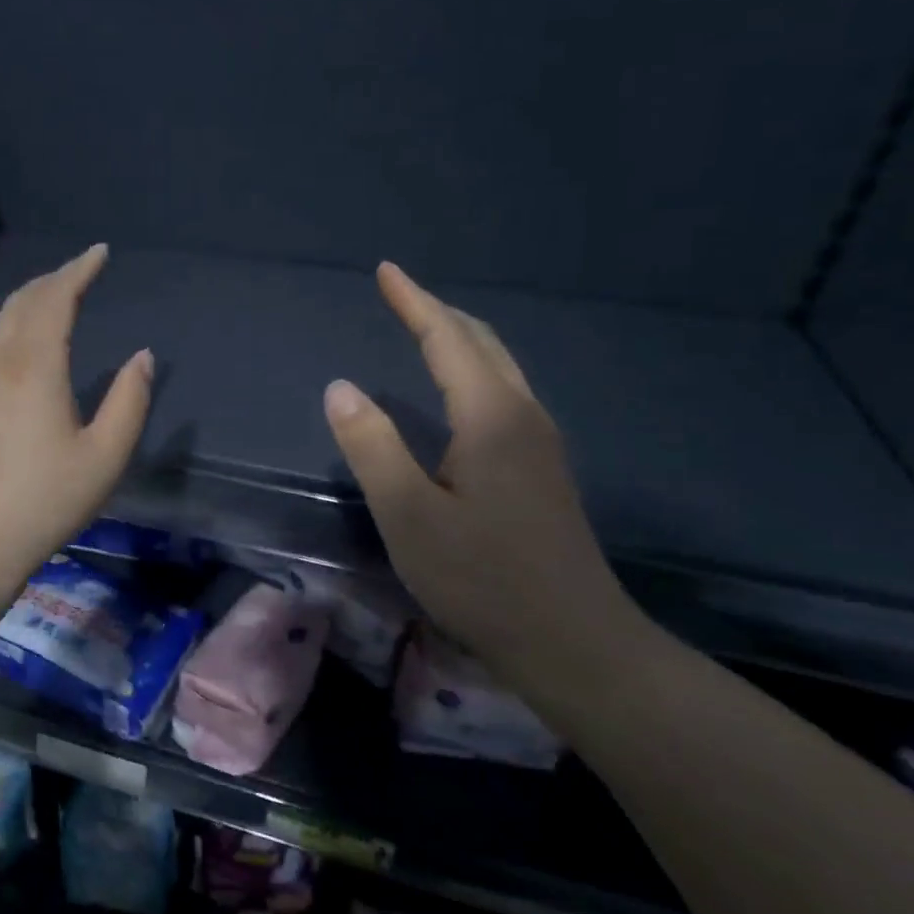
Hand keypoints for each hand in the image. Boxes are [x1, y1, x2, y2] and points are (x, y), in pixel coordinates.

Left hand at [0, 244, 152, 585]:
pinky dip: (15, 322)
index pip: (55, 300)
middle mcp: (0, 362)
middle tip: (82, 270)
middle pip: (24, 301)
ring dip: (32, 298)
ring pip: (2, 320)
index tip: (100, 253)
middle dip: (54, 278)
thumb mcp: (106, 455)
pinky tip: (27, 339)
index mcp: (35, 367)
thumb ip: (130, 400)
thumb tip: (142, 357)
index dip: (78, 271)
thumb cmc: (48, 499)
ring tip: (59, 295)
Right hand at [323, 263, 633, 664]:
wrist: (574, 642)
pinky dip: (474, 370)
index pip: (448, 339)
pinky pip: (504, 394)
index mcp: (491, 417)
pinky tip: (460, 392)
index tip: (386, 271)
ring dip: (460, 339)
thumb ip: (372, 446)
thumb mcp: (408, 515)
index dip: (414, 302)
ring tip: (424, 329)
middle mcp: (523, 416)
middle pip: (482, 343)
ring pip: (499, 368)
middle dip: (439, 312)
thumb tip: (340, 387)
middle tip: (400, 294)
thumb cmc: (482, 578)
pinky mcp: (543, 470)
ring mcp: (541, 444)